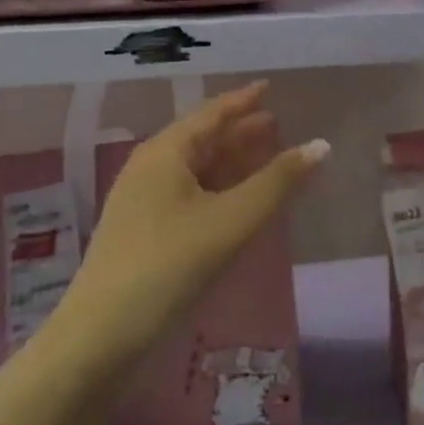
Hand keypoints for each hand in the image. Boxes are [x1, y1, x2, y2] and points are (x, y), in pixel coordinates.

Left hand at [56, 82, 328, 376]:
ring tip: (265, 157)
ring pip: (196, 169)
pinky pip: (189, 195)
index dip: (243, 100)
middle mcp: (150, 168)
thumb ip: (277, 182)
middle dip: (240, 132)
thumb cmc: (169, 265)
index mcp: (165, 152)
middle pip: (203, 139)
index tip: (269, 88)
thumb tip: (321, 145)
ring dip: (231, 162)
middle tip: (277, 124)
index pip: (211, 113)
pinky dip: (218, 190)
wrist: (102, 336)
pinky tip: (238, 203)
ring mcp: (143, 201)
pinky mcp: (144, 232)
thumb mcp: (231, 220)